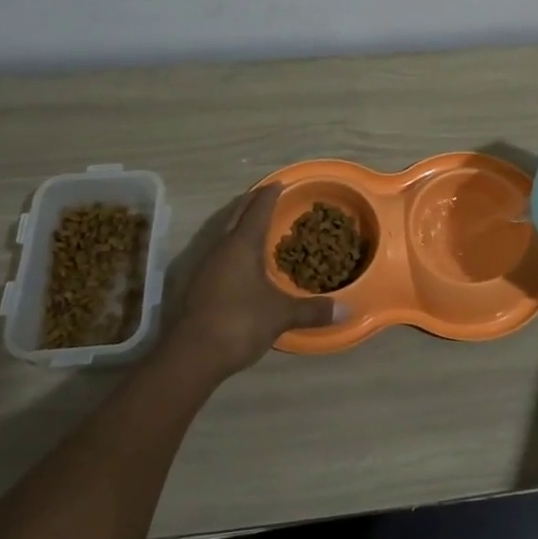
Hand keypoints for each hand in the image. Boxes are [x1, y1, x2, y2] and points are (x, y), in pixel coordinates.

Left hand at [169, 186, 338, 377]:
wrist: (191, 355)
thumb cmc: (240, 322)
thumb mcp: (281, 315)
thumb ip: (312, 310)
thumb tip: (345, 310)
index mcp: (242, 245)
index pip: (258, 210)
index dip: (269, 195)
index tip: (279, 183)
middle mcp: (221, 248)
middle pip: (235, 216)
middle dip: (250, 203)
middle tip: (265, 195)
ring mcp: (204, 266)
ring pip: (222, 234)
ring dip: (237, 224)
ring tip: (252, 224)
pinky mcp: (195, 285)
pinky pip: (217, 253)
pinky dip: (230, 246)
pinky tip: (237, 260)